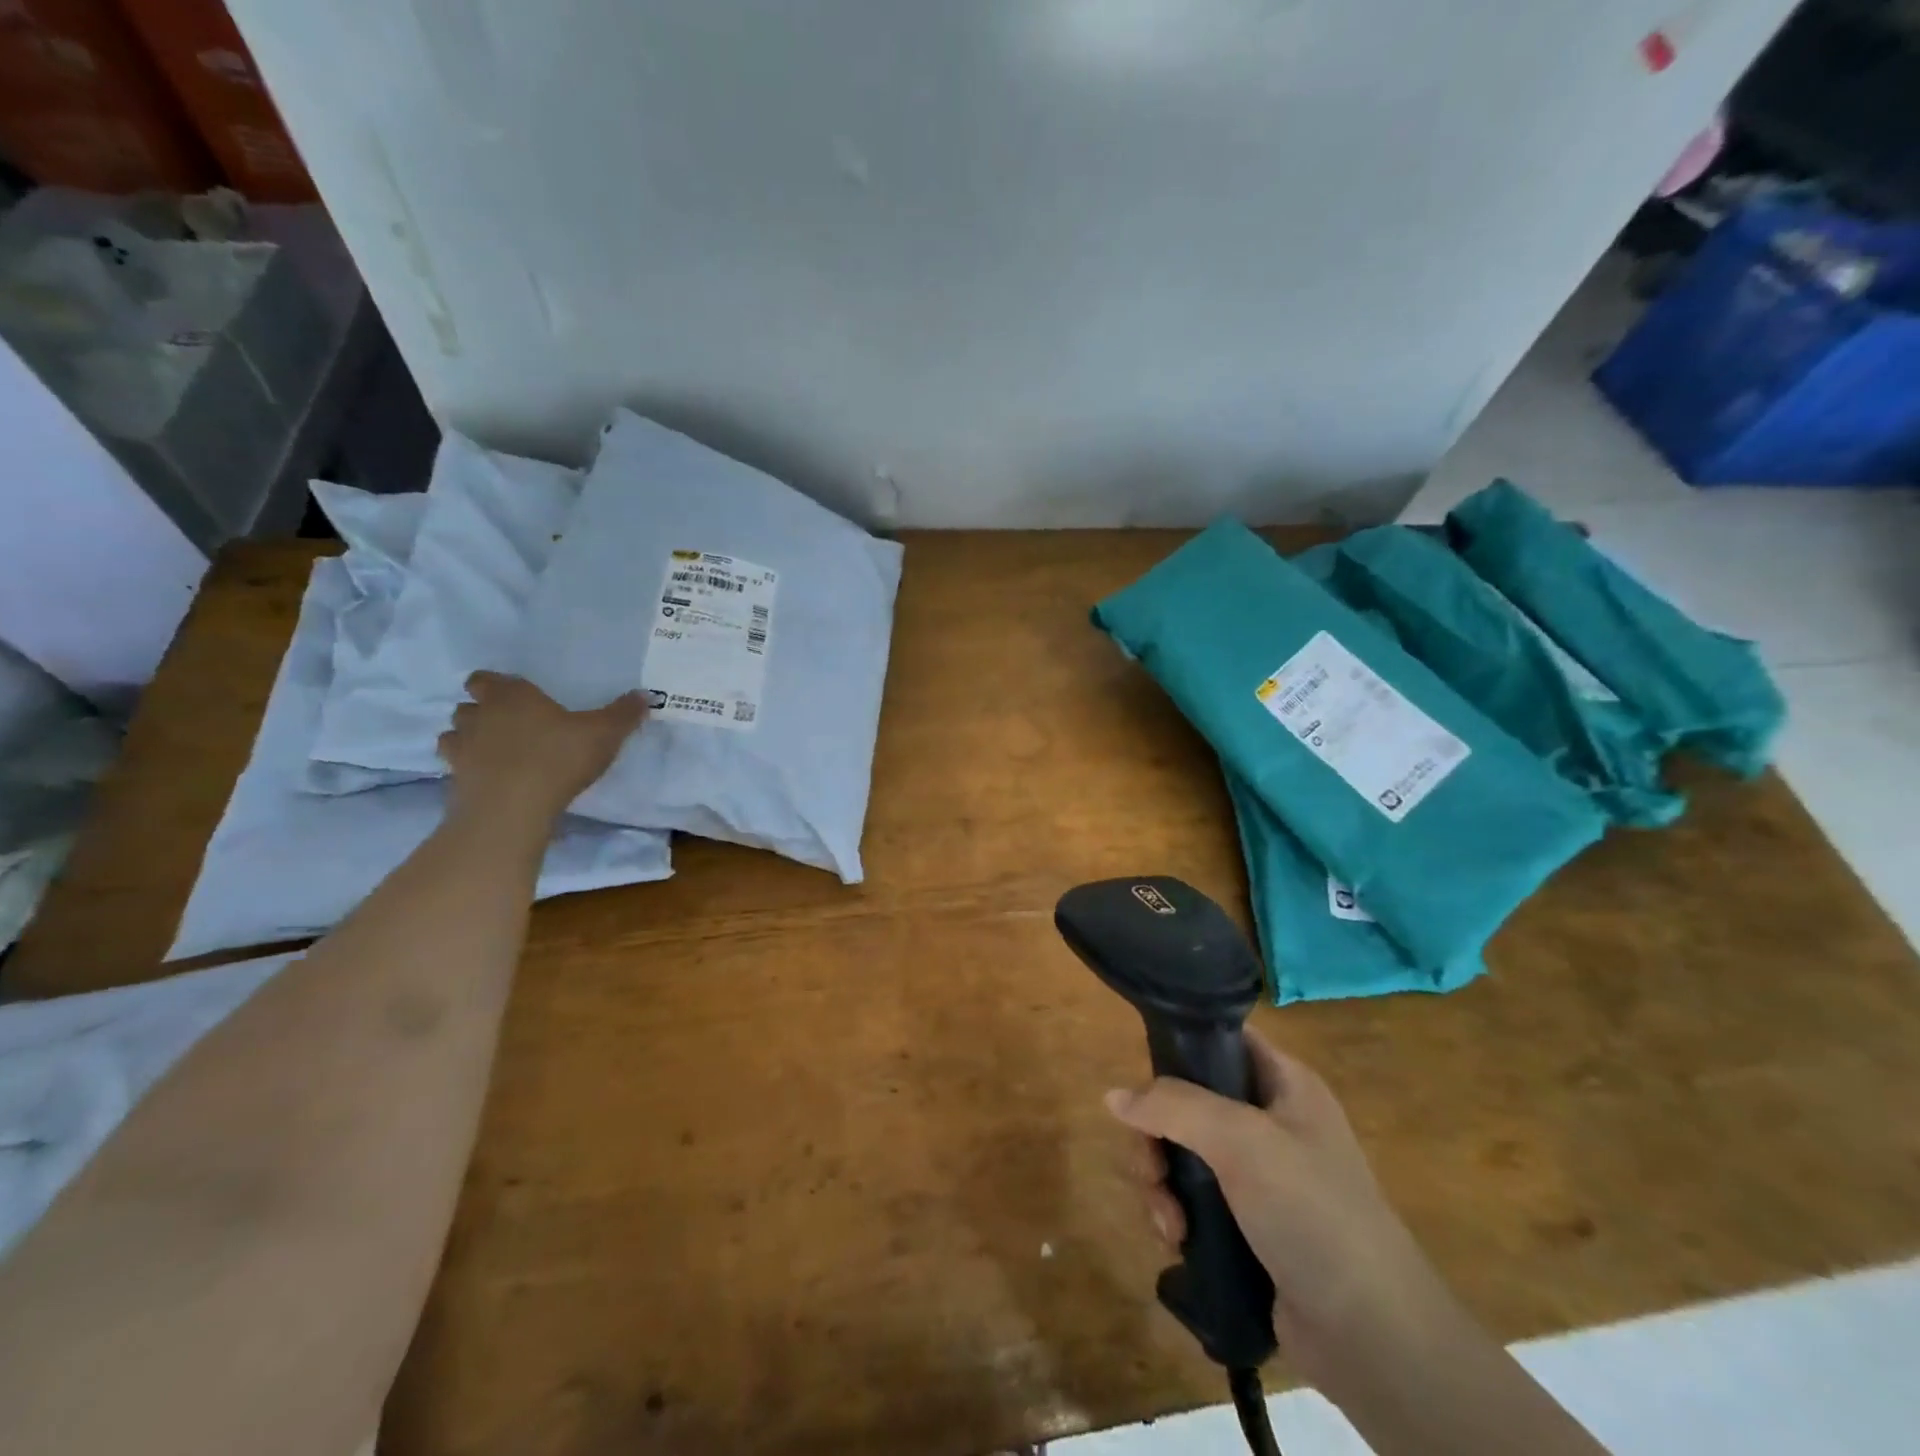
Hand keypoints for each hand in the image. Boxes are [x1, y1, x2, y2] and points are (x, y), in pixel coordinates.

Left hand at [437, 672, 644, 827]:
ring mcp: (461, 749)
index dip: (496, 685)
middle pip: (467, 705)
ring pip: (455, 735)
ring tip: (496, 753)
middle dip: (482, 712)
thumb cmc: (558, 758)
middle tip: (509, 725)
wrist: (512, 809)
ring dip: (469, 740)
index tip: (515, 696)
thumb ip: (623, 714)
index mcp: (512, 696)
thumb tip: (644, 695)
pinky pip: (456, 768)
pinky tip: (491, 780)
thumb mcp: (604, 734)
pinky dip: (469, 770)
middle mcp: (480, 716)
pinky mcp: (454, 781)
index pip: (485, 679)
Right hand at [1106, 1030, 1450, 1390]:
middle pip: (1188, 1101)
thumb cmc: (1312, 1212)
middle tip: (1152, 1171)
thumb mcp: (1241, 1140)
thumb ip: (1173, 1106)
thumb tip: (1113, 1096)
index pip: (1221, 1039)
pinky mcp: (1247, 1224)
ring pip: (1183, 1153)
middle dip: (1157, 1137)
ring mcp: (1259, 1176)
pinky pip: (1192, 1199)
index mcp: (1284, 1083)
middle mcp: (1270, 1121)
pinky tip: (1177, 1241)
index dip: (1179, 1047)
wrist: (1373, 1337)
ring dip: (1161, 1184)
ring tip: (1168, 1224)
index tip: (1144, 1078)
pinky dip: (1175, 1215)